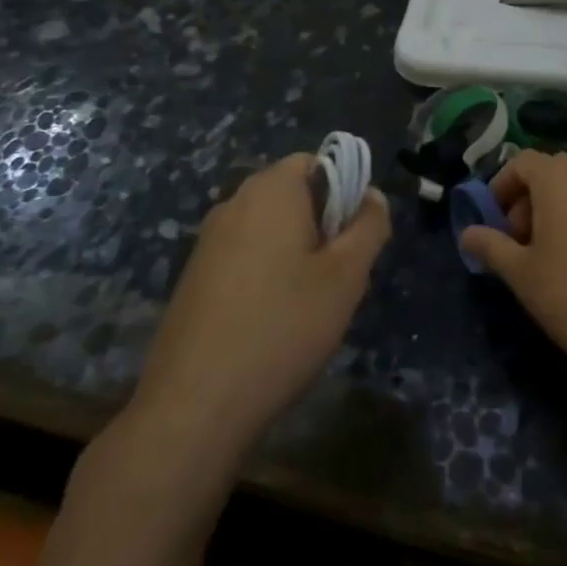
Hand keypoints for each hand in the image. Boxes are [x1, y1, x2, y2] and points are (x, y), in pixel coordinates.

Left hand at [133, 154, 389, 451]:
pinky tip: (272, 323)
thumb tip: (372, 196)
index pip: (317, 162)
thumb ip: (368, 226)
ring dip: (296, 254)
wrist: (195, 403)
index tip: (354, 241)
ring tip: (308, 306)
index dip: (345, 192)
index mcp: (271, 190)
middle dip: (323, 226)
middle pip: (293, 195)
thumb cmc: (283, 327)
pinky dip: (266, 275)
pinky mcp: (194, 276)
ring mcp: (208, 240)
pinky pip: (245, 256)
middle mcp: (234, 202)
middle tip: (337, 278)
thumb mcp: (346, 277)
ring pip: (270, 229)